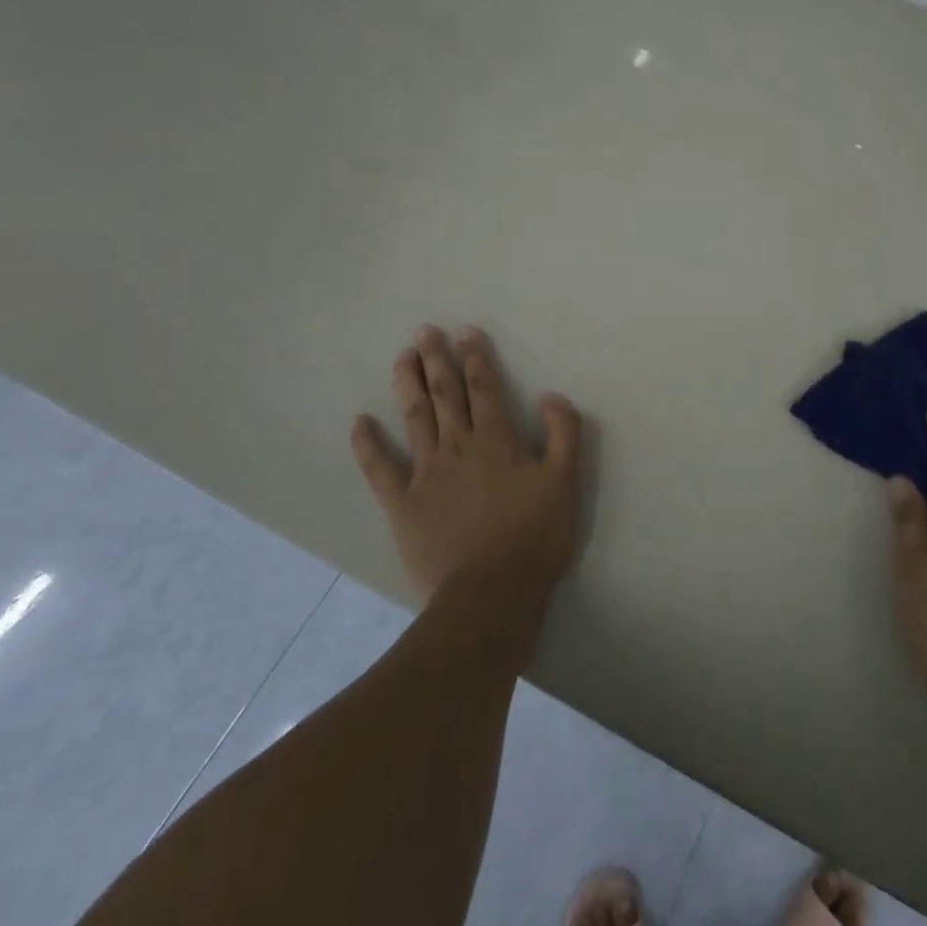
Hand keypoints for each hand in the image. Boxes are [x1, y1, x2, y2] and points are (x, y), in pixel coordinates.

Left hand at [351, 325, 583, 602]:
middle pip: (446, 394)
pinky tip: (360, 422)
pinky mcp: (402, 503)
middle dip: (437, 359)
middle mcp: (458, 446)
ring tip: (403, 357)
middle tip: (425, 331)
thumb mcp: (566, 483)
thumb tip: (552, 396)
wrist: (489, 594)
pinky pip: (380, 468)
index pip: (485, 388)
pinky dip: (368, 444)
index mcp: (497, 440)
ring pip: (415, 418)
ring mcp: (425, 473)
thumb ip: (564, 434)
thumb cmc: (534, 538)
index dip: (475, 357)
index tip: (465, 332)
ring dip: (409, 384)